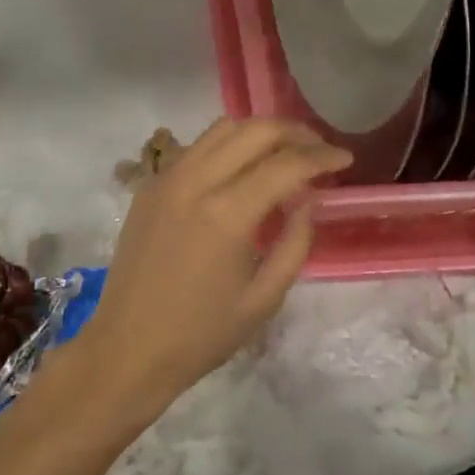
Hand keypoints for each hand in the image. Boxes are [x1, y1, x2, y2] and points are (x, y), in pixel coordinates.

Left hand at [74, 118, 350, 414]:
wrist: (128, 345)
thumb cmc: (201, 333)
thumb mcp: (264, 298)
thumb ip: (295, 242)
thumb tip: (308, 199)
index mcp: (226, 213)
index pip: (285, 164)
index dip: (322, 156)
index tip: (345, 159)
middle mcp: (194, 181)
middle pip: (254, 130)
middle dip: (294, 132)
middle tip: (318, 149)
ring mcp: (167, 178)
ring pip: (221, 129)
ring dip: (259, 132)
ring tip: (284, 152)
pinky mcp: (150, 184)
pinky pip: (195, 148)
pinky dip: (225, 146)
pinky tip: (239, 169)